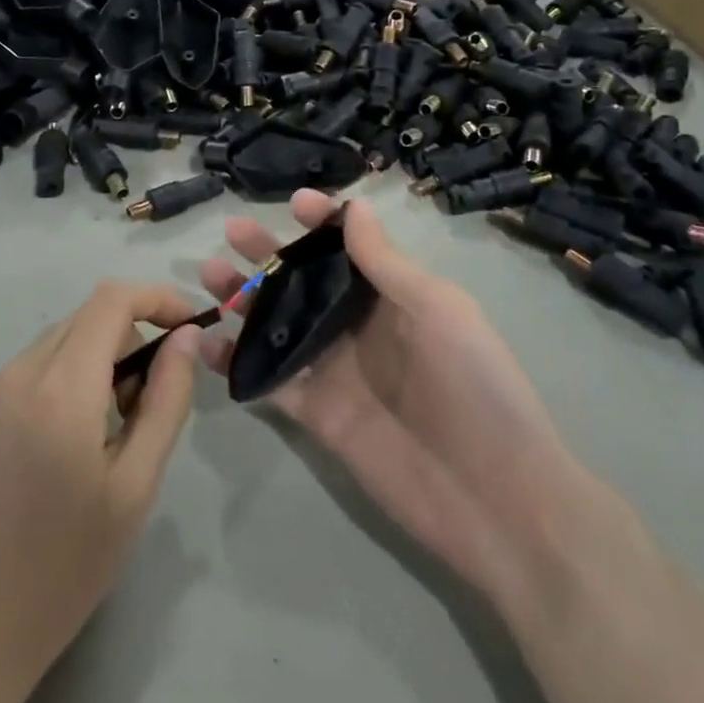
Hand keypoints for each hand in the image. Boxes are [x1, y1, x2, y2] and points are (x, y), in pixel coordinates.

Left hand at [0, 283, 200, 702]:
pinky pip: (16, 379)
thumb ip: (166, 400)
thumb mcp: (135, 489)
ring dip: (87, 367)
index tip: (186, 325)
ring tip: (96, 438)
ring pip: (49, 348)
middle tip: (144, 403)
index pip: (112, 299)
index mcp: (60, 388)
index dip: (156, 298)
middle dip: (126, 340)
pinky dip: (49, 390)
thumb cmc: (61, 571)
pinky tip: (46, 456)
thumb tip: (185, 337)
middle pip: (82, 320)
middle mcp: (12, 374)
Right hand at [199, 192, 570, 605]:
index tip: (294, 202)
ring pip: (279, 324)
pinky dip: (238, 362)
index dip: (322, 220)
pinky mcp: (317, 415)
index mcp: (392, 296)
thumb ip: (385, 262)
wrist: (495, 500)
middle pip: (303, 280)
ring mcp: (335, 371)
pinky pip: (270, 380)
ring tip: (211, 278)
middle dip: (268, 254)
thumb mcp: (436, 310)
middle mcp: (358, 327)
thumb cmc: (474, 386)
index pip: (349, 246)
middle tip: (231, 233)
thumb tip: (354, 206)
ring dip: (245, 300)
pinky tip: (208, 345)